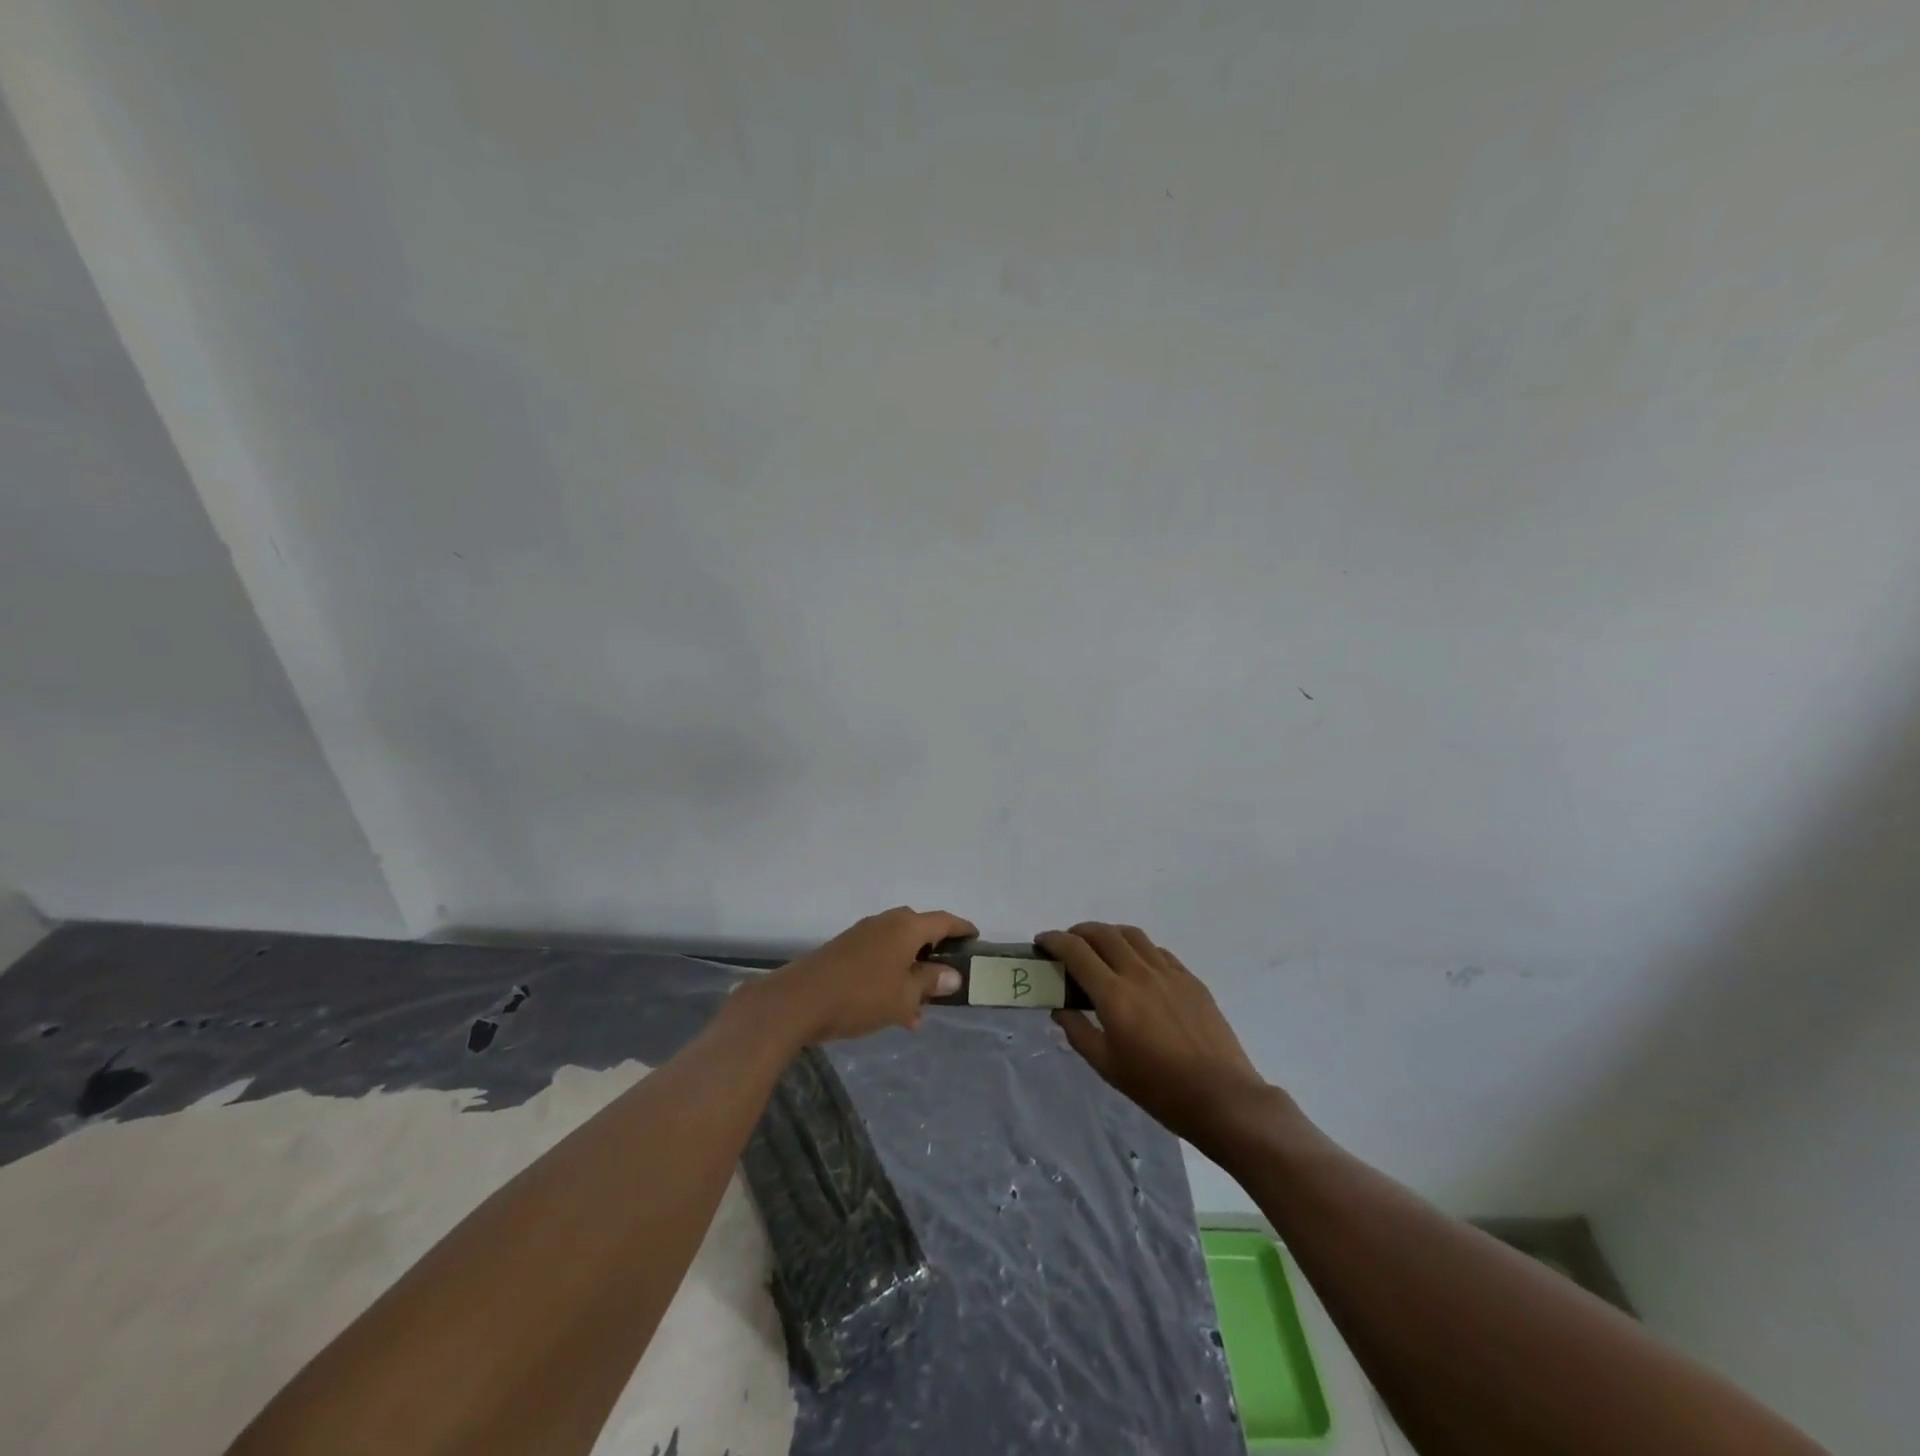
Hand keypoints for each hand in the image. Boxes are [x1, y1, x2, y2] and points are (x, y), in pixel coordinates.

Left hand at [751, 906, 975, 1045]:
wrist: (799, 1001)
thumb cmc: (860, 996)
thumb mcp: (904, 995)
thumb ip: (930, 982)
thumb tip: (952, 974)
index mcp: (906, 927)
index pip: (943, 921)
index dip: (962, 928)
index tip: (976, 937)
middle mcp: (885, 923)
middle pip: (919, 929)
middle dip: (935, 949)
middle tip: (948, 971)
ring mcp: (862, 934)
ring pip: (898, 946)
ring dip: (912, 968)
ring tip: (922, 1002)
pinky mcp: (844, 950)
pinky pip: (879, 956)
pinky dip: (892, 974)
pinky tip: (893, 1007)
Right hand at [1039, 923, 1270, 1148]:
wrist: (1222, 1097)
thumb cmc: (1158, 1088)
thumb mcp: (1107, 1067)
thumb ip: (1078, 1032)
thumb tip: (1061, 1008)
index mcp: (1114, 995)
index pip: (1076, 951)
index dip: (1054, 940)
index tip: (1042, 941)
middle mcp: (1139, 974)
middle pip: (1103, 933)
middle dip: (1078, 932)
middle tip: (1067, 944)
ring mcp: (1168, 972)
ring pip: (1132, 935)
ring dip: (1108, 934)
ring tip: (1100, 948)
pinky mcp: (1190, 978)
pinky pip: (1157, 951)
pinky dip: (1137, 949)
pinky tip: (1136, 966)